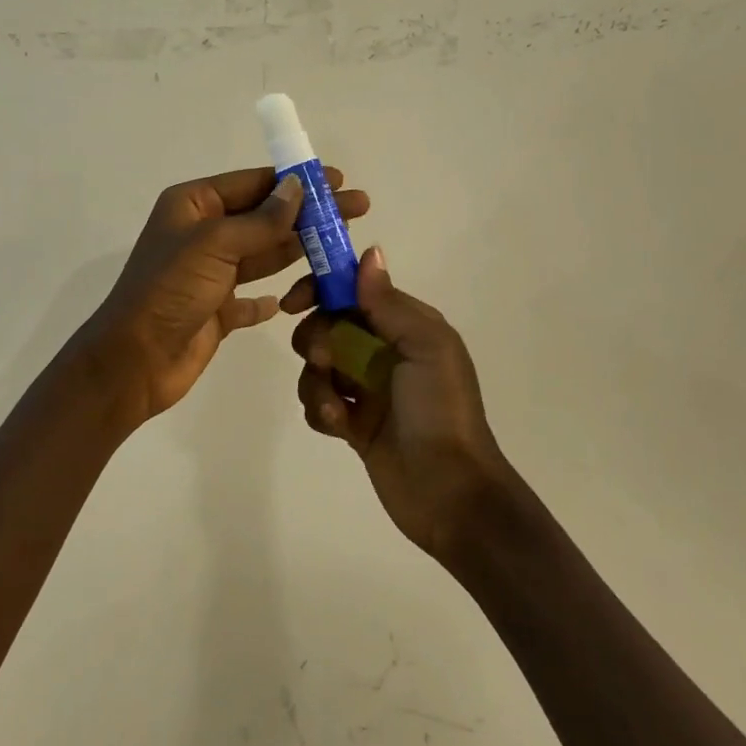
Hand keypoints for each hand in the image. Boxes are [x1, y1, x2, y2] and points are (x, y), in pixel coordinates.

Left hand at [77, 167, 370, 430]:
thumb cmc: (170, 290)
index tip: (337, 179)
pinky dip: (272, 296)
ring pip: (263, 256)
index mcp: (193, 206)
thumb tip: (296, 188)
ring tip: (341, 248)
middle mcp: (202, 235)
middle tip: (357, 209)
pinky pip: (252, 298)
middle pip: (264, 217)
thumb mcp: (215, 244)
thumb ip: (261, 220)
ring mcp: (209, 274)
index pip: (253, 183)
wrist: (135, 360)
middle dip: (308, 214)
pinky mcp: (216, 310)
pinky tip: (297, 296)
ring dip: (298, 252)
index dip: (295, 180)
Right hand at [286, 250, 514, 560]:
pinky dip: (320, 410)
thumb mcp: (426, 347)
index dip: (322, 289)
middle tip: (324, 361)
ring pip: (317, 365)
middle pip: (327, 325)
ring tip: (336, 407)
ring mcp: (366, 388)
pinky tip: (339, 427)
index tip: (295, 302)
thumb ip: (390, 303)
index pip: (354, 290)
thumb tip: (369, 253)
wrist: (450, 492)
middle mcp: (384, 350)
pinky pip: (318, 402)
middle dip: (316, 340)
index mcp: (406, 325)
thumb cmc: (440, 410)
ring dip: (316, 382)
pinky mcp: (353, 422)